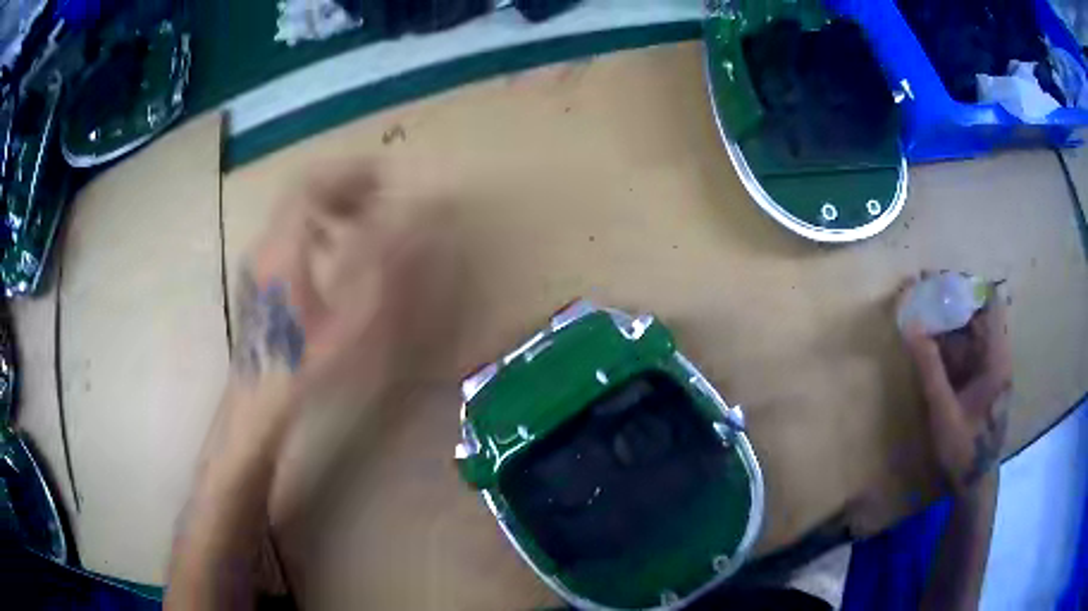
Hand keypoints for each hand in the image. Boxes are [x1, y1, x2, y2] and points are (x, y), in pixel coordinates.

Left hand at [230, 163, 437, 416]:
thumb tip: (410, 224)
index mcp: (283, 249)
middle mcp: (265, 244)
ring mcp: (258, 258)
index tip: (385, 178)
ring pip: (293, 210)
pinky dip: (316, 224)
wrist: (257, 400)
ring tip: (363, 219)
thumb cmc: (302, 365)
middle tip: (381, 197)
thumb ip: (378, 269)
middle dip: (343, 185)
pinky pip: (287, 230)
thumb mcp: (346, 323)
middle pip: (301, 191)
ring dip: (330, 204)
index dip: (349, 172)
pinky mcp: (259, 273)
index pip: (310, 184)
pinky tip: (333, 248)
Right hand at [898, 273, 1012, 494]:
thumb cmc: (964, 450)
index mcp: (997, 358)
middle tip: (918, 292)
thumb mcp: (944, 412)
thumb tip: (910, 324)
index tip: (935, 281)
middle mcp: (996, 354)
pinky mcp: (979, 378)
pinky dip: (945, 340)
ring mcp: (988, 367)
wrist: (974, 482)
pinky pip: (964, 348)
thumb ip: (930, 368)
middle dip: (948, 298)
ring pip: (969, 328)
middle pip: (977, 311)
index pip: (989, 302)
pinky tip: (926, 341)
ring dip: (944, 318)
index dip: (965, 286)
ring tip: (916, 311)